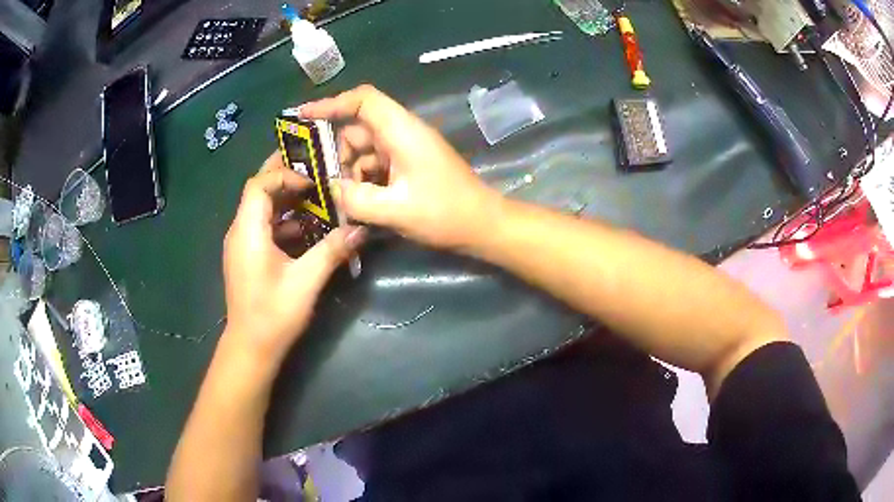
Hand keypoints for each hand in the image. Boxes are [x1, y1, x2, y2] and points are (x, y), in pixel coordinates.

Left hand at [221, 153, 365, 364]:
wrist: (251, 347)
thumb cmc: (273, 314)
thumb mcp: (306, 281)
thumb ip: (332, 250)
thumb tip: (361, 228)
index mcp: (247, 230)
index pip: (259, 184)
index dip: (285, 175)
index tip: (314, 183)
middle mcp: (240, 231)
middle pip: (259, 191)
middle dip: (286, 178)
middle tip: (316, 171)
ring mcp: (242, 244)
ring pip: (262, 208)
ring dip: (288, 200)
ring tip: (318, 198)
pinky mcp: (248, 256)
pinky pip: (264, 226)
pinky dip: (285, 221)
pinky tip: (308, 230)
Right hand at [299, 84, 500, 249]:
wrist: (483, 225)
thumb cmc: (445, 214)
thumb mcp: (396, 210)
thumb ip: (356, 198)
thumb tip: (330, 188)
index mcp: (402, 131)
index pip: (364, 100)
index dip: (332, 103)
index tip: (303, 117)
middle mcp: (403, 133)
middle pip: (358, 128)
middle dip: (336, 151)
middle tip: (318, 179)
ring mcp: (407, 150)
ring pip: (365, 149)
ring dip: (349, 170)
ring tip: (338, 197)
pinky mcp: (409, 166)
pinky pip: (376, 164)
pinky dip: (363, 179)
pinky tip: (356, 202)